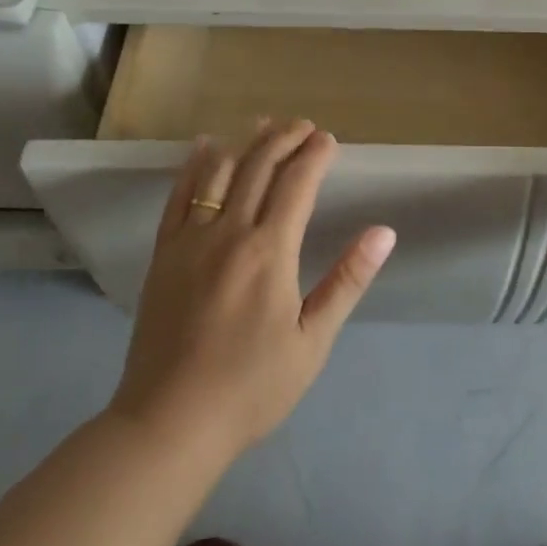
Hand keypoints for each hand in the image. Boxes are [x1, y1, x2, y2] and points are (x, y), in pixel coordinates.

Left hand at [109, 119, 395, 459]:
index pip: (297, 184)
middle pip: (259, 168)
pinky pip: (178, 196)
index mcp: (270, 251)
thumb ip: (347, 280)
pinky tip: (205, 147)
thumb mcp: (312, 341)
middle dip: (284, 138)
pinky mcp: (164, 254)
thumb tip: (383, 232)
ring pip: (220, 173)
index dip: (315, 155)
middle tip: (303, 124)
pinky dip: (194, 166)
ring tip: (264, 124)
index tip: (329, 139)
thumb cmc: (252, 387)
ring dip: (246, 143)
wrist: (171, 421)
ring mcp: (190, 240)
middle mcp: (229, 232)